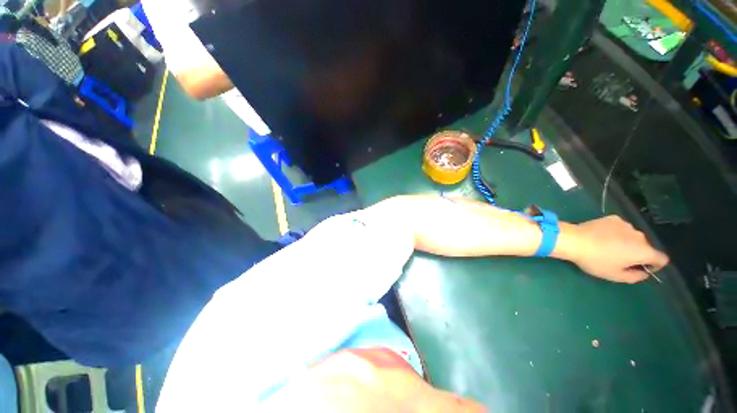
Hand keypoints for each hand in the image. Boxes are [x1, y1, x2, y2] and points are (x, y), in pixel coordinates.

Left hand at [559, 216, 668, 283]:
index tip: (641, 268)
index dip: (655, 266)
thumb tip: (643, 272)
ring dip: (627, 242)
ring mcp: (626, 224)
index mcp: (644, 251)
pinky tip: (602, 237)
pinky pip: (620, 228)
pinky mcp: (613, 218)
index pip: (662, 259)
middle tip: (619, 260)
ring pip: (632, 237)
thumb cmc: (595, 260)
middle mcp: (640, 235)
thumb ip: (635, 277)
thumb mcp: (615, 275)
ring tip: (608, 248)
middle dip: (637, 254)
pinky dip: (616, 233)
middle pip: (646, 247)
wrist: (574, 240)